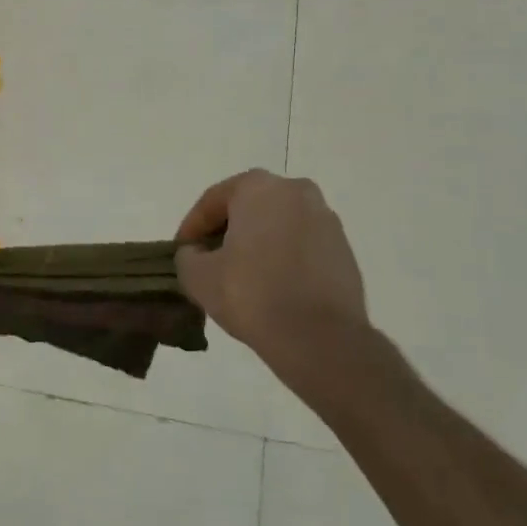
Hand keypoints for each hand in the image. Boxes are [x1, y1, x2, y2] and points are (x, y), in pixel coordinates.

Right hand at [174, 169, 371, 376]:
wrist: (320, 338)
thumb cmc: (252, 293)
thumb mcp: (198, 275)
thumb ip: (187, 255)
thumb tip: (196, 253)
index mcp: (259, 187)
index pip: (213, 200)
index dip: (192, 227)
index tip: (181, 252)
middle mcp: (297, 191)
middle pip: (248, 208)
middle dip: (227, 232)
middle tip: (209, 261)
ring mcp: (327, 220)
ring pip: (278, 226)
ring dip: (257, 245)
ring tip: (240, 278)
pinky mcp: (345, 251)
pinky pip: (301, 247)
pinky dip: (283, 259)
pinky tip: (271, 288)